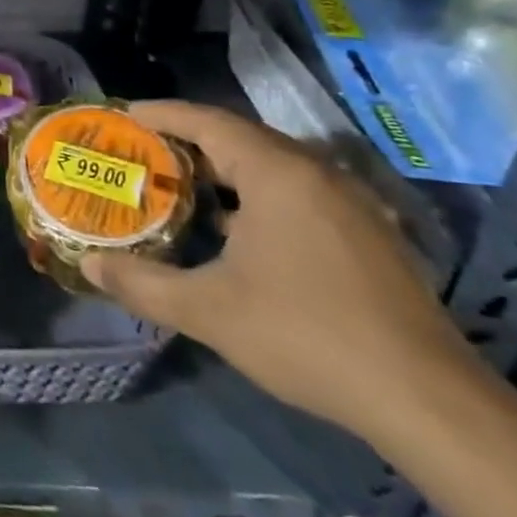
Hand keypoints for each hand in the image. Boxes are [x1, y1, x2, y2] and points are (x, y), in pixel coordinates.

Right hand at [82, 101, 478, 442]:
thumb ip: (141, 283)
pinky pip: (299, 194)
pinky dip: (256, 195)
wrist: (429, 402)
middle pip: (242, 139)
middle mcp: (319, 176)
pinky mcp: (370, 238)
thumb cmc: (305, 335)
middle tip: (142, 152)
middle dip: (188, 140)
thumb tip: (88, 267)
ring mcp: (352, 207)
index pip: (209, 122)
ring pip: (274, 167)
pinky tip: (235, 230)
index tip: (122, 115)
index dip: (162, 114)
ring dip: (224, 170)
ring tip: (179, 185)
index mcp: (279, 175)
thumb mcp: (206, 310)